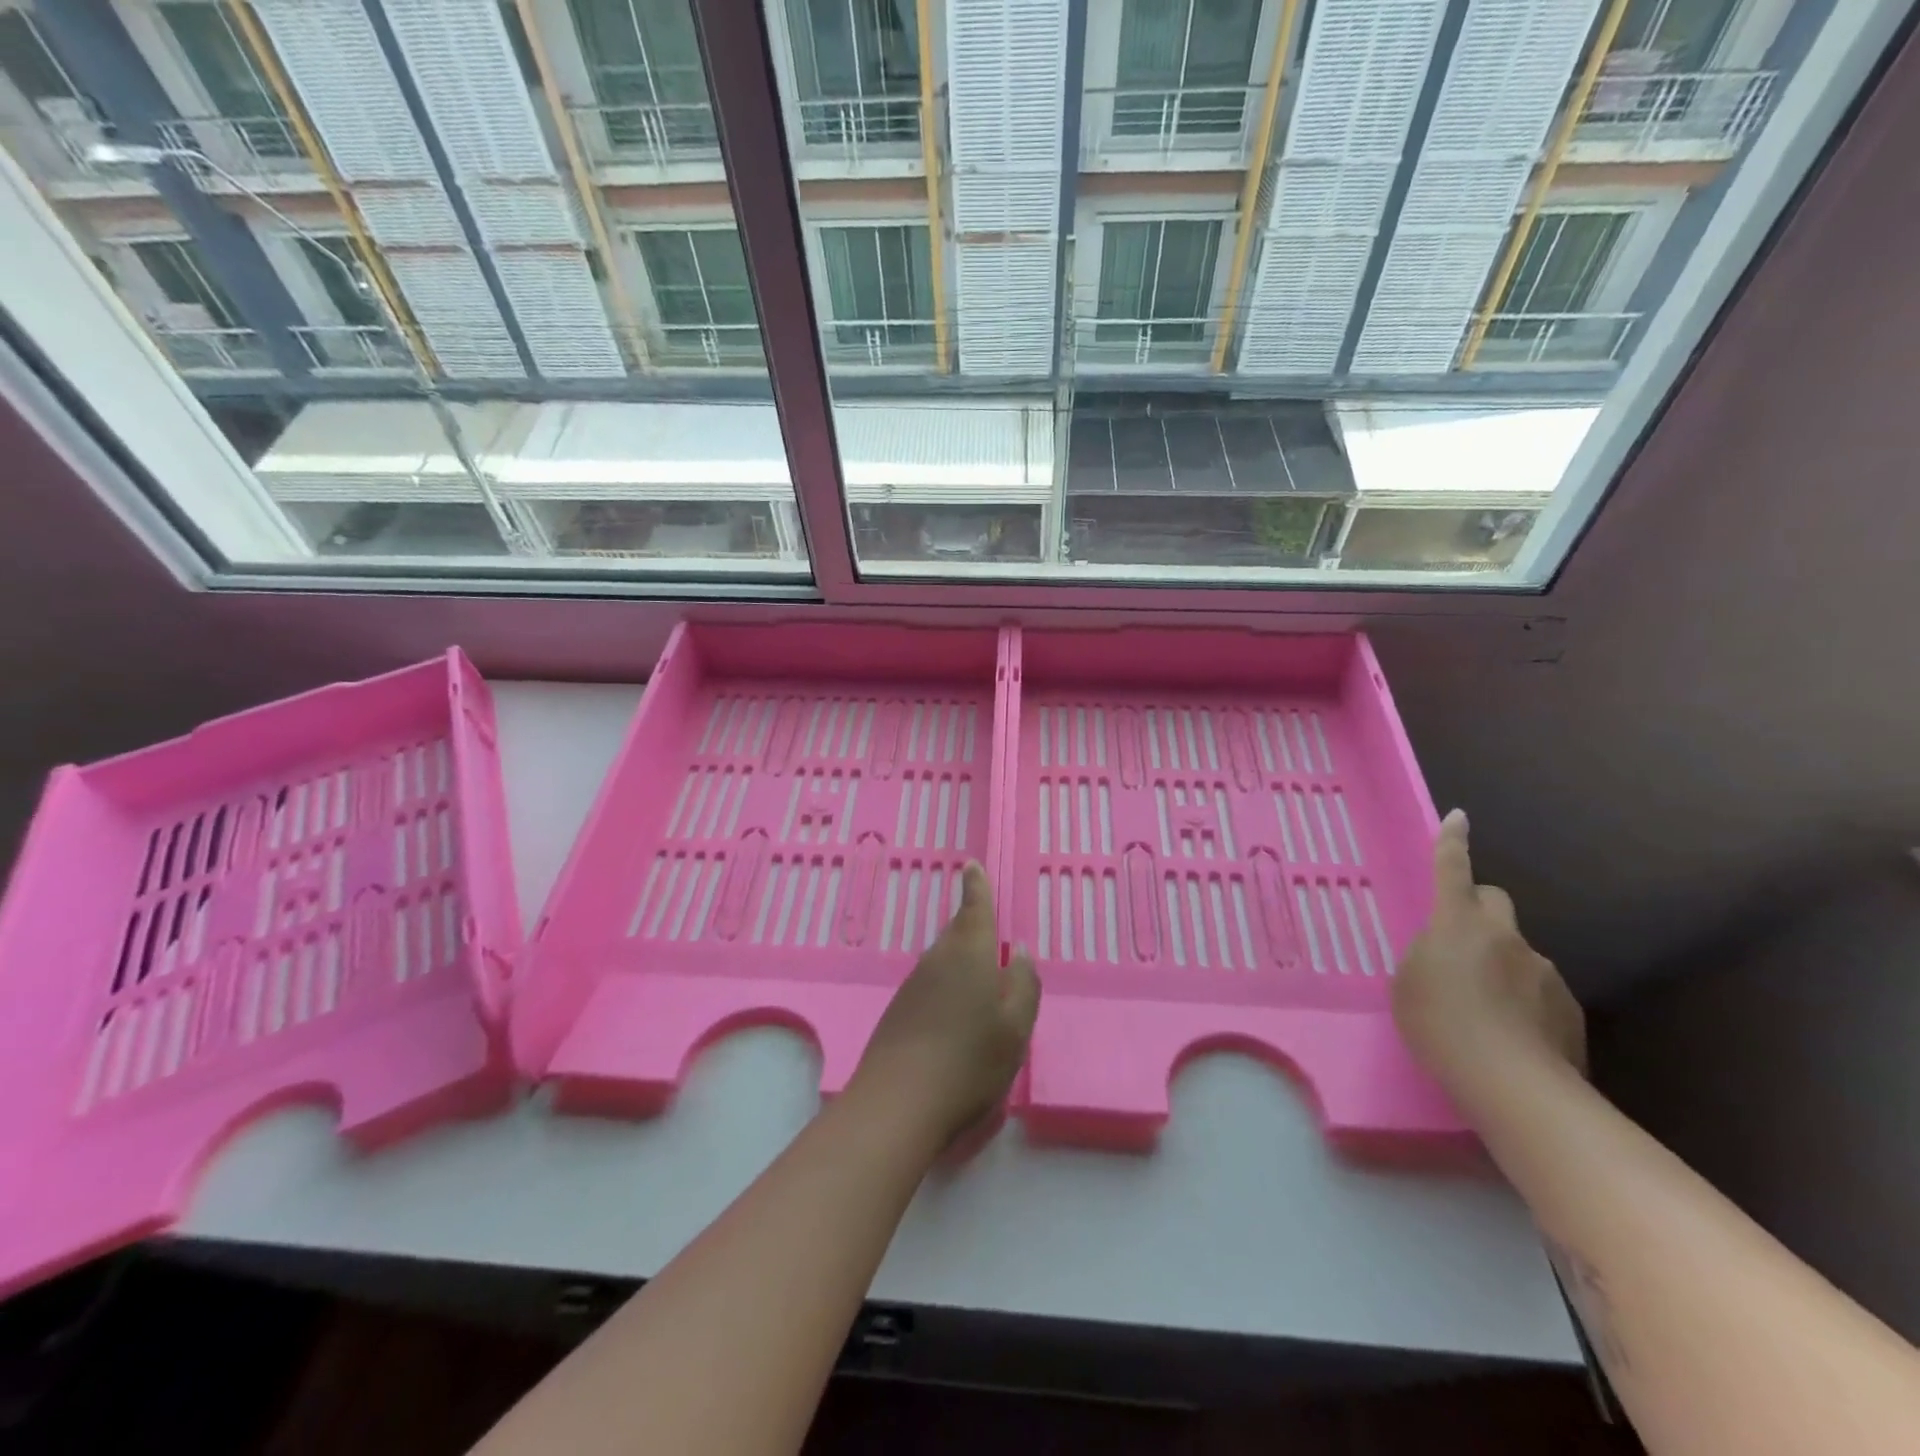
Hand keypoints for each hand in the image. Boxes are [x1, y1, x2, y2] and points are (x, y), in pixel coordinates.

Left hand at [850, 863, 1040, 1149]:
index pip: (974, 907)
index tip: (972, 865)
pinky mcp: (899, 1010)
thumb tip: (1020, 951)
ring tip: (979, 977)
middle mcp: (937, 959)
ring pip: (943, 959)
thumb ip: (1024, 984)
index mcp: (969, 953)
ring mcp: (913, 985)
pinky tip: (954, 1013)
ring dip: (960, 960)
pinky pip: (931, 983)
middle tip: (986, 925)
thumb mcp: (1016, 1027)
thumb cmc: (970, 1060)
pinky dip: (946, 986)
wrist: (899, 1102)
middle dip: (971, 925)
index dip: (976, 886)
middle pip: (957, 932)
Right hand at [1393, 810, 1586, 1093]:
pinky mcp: (1568, 1007)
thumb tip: (1446, 954)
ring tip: (1483, 1012)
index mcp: (1457, 924)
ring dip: (1500, 967)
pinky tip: (1509, 1036)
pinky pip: (1538, 990)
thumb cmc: (1440, 1025)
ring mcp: (1542, 970)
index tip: (1458, 817)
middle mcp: (1504, 936)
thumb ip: (1426, 956)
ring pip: (1517, 953)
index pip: (1452, 870)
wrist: (1513, 1084)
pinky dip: (1523, 1002)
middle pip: (1495, 902)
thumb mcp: (1408, 984)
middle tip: (1460, 946)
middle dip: (1479, 912)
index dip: (1451, 843)